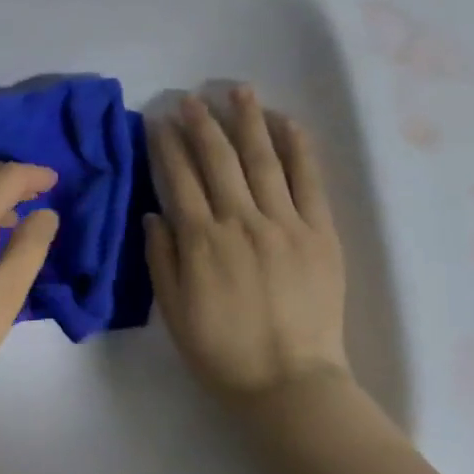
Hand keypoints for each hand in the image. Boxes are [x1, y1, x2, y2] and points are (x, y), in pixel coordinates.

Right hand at [146, 87, 349, 405]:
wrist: (288, 382)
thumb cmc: (221, 351)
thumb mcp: (173, 311)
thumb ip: (161, 258)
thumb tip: (153, 213)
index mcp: (201, 241)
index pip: (180, 180)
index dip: (167, 147)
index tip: (159, 121)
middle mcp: (240, 222)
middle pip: (218, 161)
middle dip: (202, 124)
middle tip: (191, 98)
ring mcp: (285, 224)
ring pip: (263, 160)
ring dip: (248, 122)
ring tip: (238, 90)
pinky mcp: (320, 233)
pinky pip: (309, 181)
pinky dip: (299, 148)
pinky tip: (287, 123)